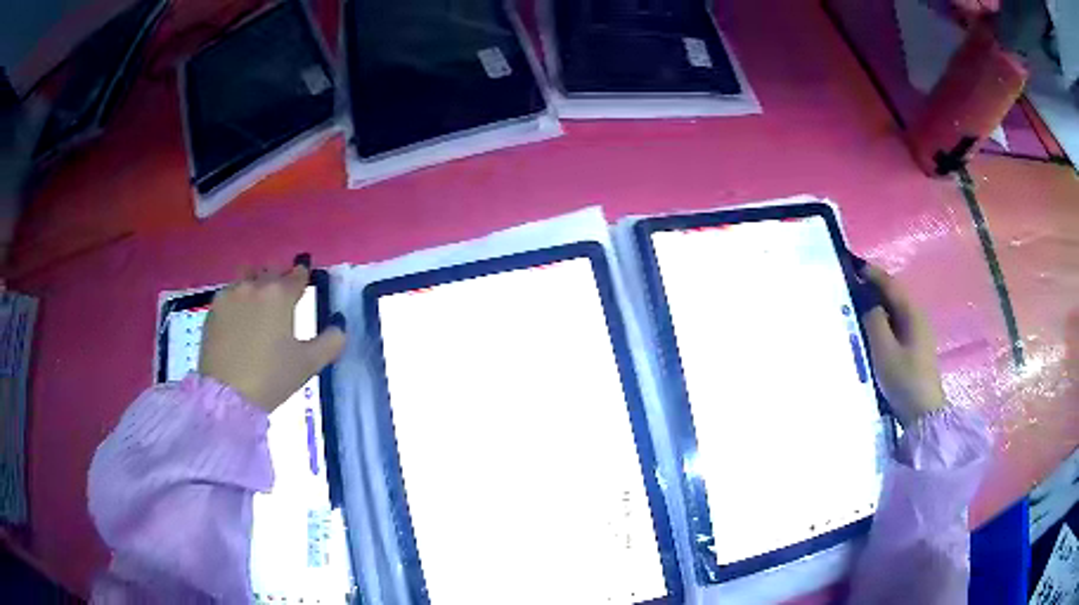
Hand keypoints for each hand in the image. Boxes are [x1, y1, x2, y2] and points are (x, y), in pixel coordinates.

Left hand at [199, 255, 345, 412]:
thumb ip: (331, 341)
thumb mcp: (309, 364)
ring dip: (255, 283)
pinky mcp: (213, 309)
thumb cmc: (272, 377)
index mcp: (280, 294)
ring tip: (257, 304)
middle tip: (282, 297)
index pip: (297, 274)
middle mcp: (255, 285)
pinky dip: (237, 300)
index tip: (304, 283)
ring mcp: (230, 294)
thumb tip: (339, 326)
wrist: (228, 395)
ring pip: (246, 276)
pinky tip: (238, 320)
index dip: (303, 277)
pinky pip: (229, 294)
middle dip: (278, 278)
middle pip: (270, 270)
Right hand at [860, 265, 948, 426]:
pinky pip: (896, 323)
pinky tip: (872, 328)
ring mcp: (918, 333)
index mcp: (911, 313)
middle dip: (874, 287)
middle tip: (850, 286)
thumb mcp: (884, 351)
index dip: (872, 273)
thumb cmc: (904, 380)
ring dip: (877, 304)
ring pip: (895, 310)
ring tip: (857, 305)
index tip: (852, 266)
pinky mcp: (915, 347)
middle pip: (894, 294)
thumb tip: (867, 301)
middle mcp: (917, 317)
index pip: (890, 284)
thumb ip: (874, 322)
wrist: (923, 414)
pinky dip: (883, 319)